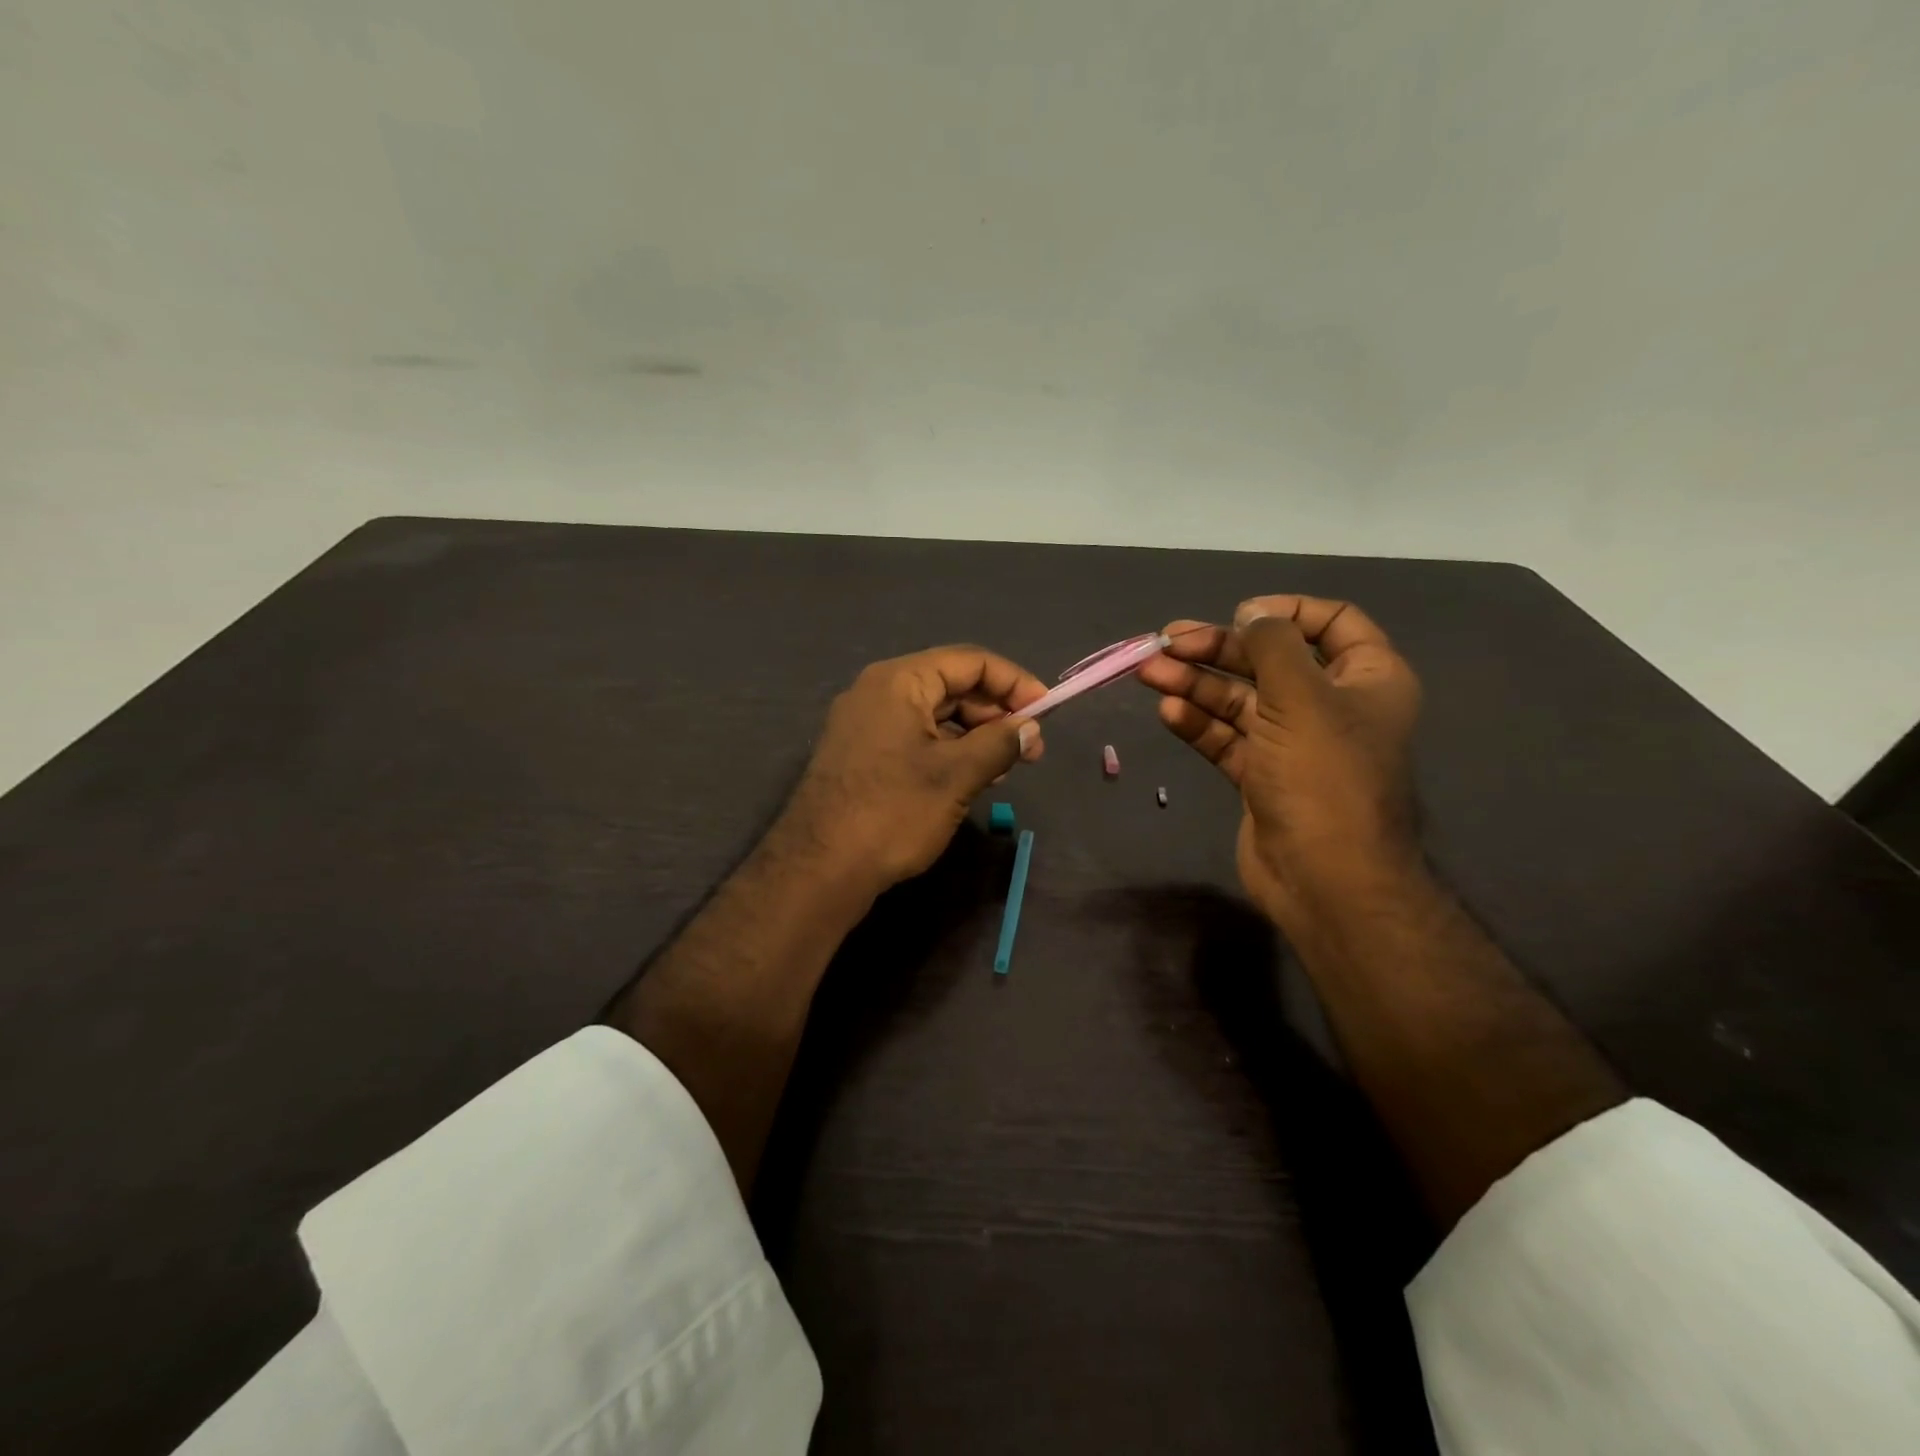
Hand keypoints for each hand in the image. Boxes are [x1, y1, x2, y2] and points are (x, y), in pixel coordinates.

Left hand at [776, 645, 1046, 895]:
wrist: (819, 868)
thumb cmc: (893, 812)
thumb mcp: (956, 776)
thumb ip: (1000, 743)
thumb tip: (1031, 729)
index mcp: (899, 681)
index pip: (970, 661)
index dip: (1014, 682)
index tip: (1046, 711)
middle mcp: (878, 691)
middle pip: (951, 684)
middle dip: (996, 711)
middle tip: (1030, 748)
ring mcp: (866, 723)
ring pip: (934, 714)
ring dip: (975, 733)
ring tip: (1006, 767)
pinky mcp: (862, 753)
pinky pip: (915, 736)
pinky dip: (948, 749)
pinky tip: (971, 776)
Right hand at [1136, 596, 1421, 928]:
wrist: (1324, 878)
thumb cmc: (1323, 777)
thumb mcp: (1301, 697)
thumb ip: (1273, 644)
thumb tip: (1252, 612)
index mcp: (1366, 678)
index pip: (1332, 622)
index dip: (1284, 611)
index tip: (1239, 614)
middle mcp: (1330, 705)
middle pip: (1269, 661)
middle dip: (1217, 650)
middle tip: (1166, 643)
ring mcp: (1292, 743)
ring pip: (1239, 701)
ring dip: (1195, 684)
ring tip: (1148, 673)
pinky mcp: (1261, 776)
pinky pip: (1227, 738)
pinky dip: (1199, 723)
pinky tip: (1169, 712)